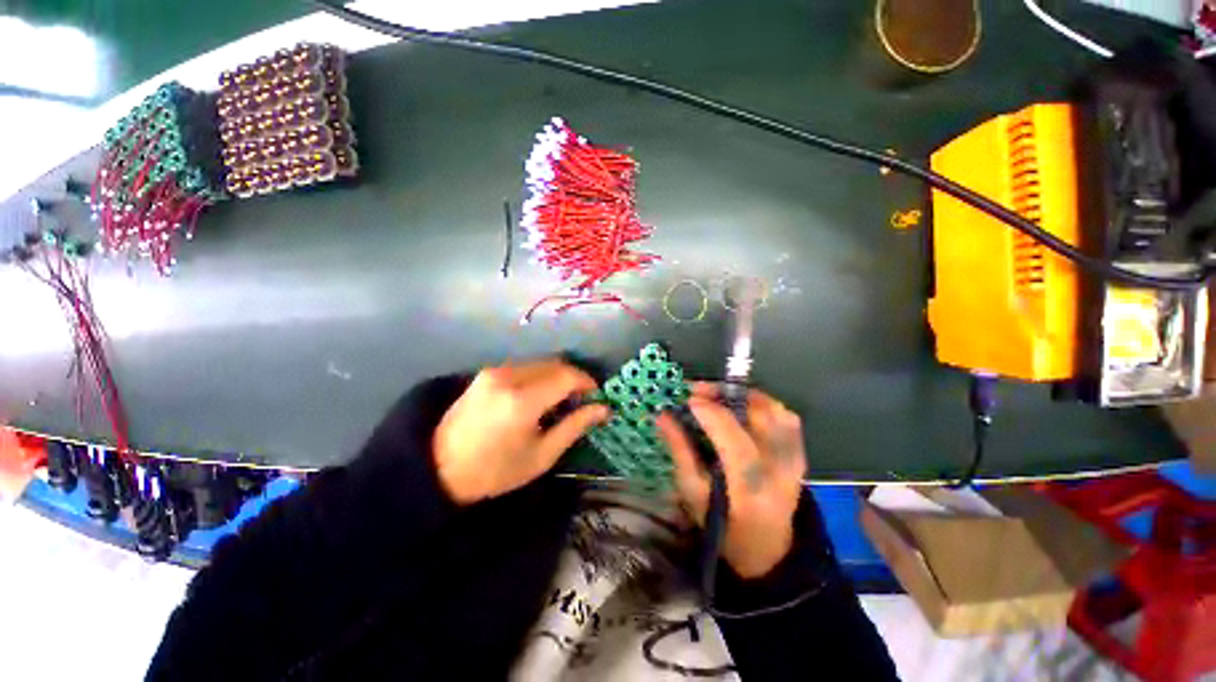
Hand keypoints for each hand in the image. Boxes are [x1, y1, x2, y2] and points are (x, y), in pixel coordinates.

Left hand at [434, 360, 608, 504]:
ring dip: (556, 376)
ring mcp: (494, 371)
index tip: (596, 397)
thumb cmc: (495, 471)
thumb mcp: (542, 456)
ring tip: (559, 400)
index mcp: (522, 401)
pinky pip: (524, 366)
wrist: (439, 469)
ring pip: (540, 363)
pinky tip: (537, 397)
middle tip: (580, 401)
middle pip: (555, 364)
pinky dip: (539, 376)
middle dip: (574, 379)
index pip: (567, 376)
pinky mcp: (486, 372)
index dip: (587, 383)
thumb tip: (604, 409)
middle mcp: (508, 377)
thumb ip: (575, 426)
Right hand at [656, 383, 806, 578]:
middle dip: (724, 394)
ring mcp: (795, 461)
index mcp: (749, 490)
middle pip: (758, 417)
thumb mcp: (693, 494)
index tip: (687, 398)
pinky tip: (741, 405)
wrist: (768, 548)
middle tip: (697, 390)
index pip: (733, 439)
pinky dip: (762, 403)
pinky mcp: (800, 454)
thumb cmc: (723, 526)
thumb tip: (662, 416)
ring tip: (716, 395)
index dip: (710, 412)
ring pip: (774, 410)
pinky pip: (786, 417)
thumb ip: (679, 451)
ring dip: (742, 395)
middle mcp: (779, 471)